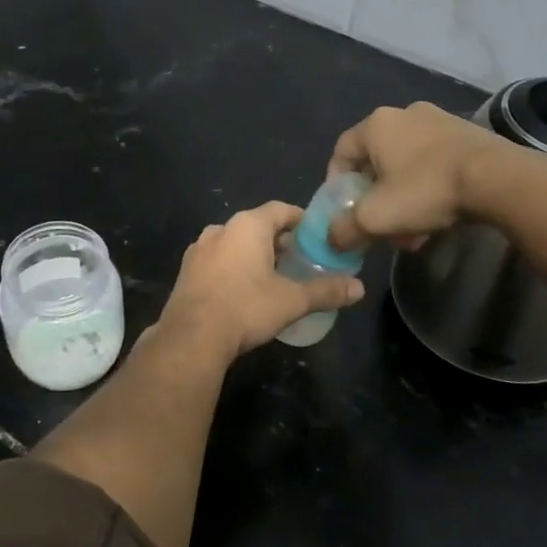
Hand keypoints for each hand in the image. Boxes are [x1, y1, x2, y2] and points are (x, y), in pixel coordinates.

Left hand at [157, 201, 364, 358]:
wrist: (191, 336)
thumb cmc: (246, 308)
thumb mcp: (292, 300)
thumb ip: (326, 291)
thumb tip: (360, 288)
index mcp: (247, 226)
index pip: (280, 209)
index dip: (301, 220)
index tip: (316, 235)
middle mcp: (221, 229)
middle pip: (257, 225)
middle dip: (278, 240)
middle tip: (300, 259)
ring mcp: (199, 249)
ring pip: (234, 243)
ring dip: (253, 254)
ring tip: (273, 276)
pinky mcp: (186, 271)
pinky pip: (217, 260)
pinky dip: (233, 268)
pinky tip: (243, 290)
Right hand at [327, 102, 515, 248]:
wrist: (500, 180)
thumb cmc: (427, 190)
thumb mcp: (376, 218)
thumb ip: (344, 229)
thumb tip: (331, 239)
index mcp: (377, 125)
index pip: (341, 151)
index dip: (335, 183)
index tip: (343, 209)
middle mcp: (405, 114)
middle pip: (377, 160)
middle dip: (375, 197)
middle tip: (380, 224)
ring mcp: (440, 120)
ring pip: (407, 164)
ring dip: (403, 197)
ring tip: (413, 230)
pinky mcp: (469, 134)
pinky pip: (435, 162)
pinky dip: (429, 188)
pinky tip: (440, 216)